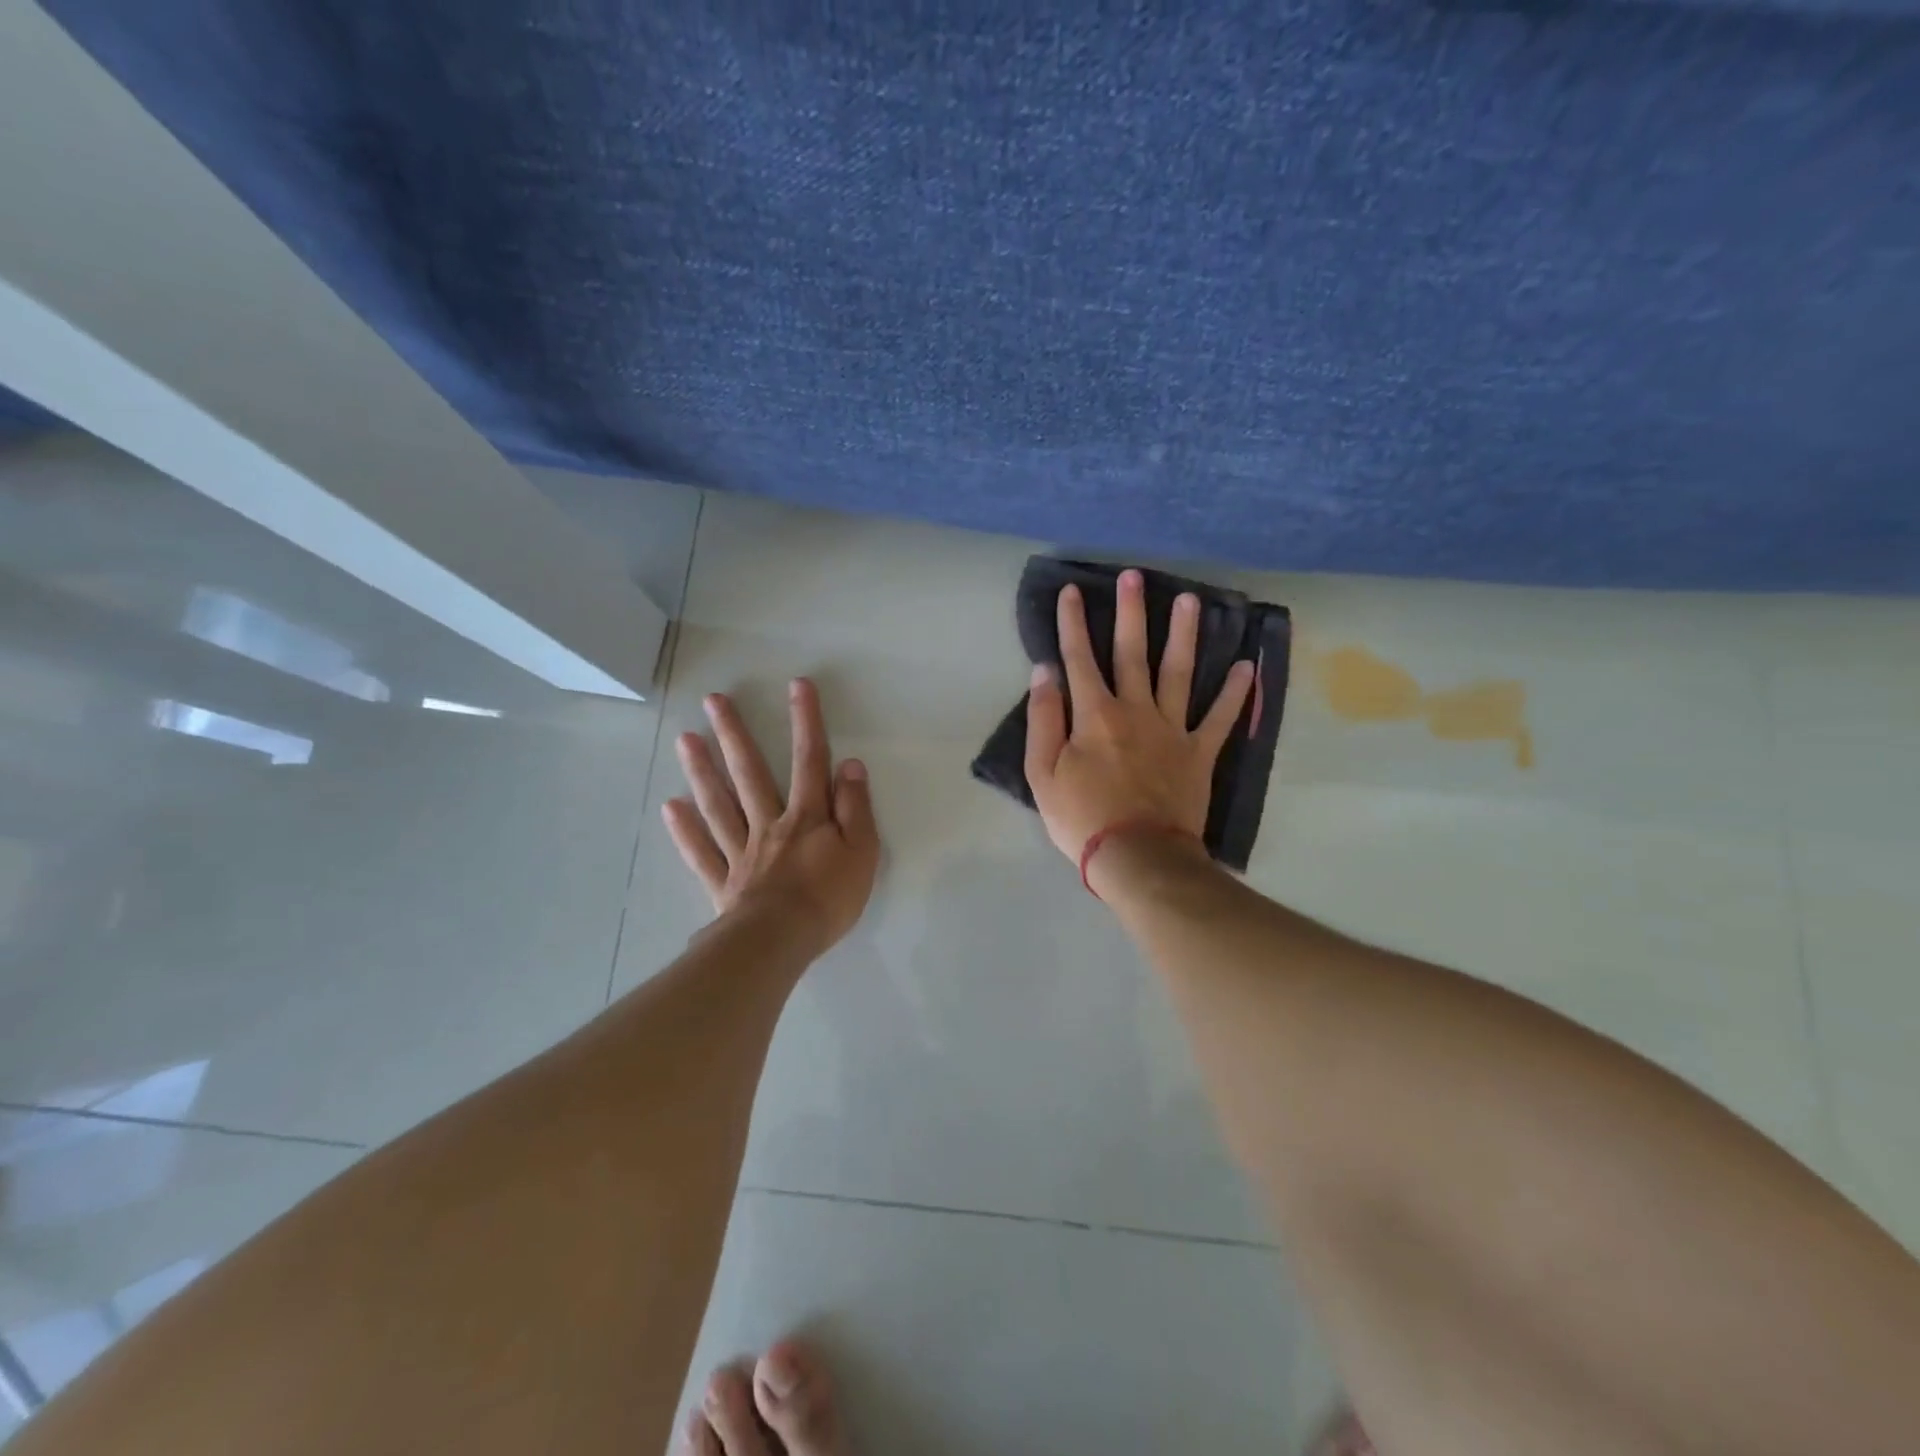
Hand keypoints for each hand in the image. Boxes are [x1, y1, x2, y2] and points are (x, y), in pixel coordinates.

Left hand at [663, 678, 880, 956]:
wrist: (781, 941)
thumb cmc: (829, 898)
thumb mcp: (862, 852)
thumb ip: (856, 808)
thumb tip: (850, 764)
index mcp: (807, 817)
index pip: (809, 760)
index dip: (806, 721)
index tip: (797, 685)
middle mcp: (770, 824)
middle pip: (751, 773)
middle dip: (735, 734)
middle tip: (713, 701)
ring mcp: (742, 852)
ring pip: (720, 805)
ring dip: (702, 771)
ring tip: (685, 739)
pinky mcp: (724, 881)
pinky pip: (702, 852)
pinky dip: (685, 830)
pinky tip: (670, 807)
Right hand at [1025, 569, 1253, 869]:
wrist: (1137, 857)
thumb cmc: (1082, 818)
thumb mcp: (1042, 773)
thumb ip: (1043, 719)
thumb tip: (1046, 672)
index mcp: (1094, 715)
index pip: (1079, 658)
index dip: (1073, 623)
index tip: (1072, 591)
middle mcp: (1135, 710)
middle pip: (1133, 653)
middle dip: (1131, 612)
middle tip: (1135, 576)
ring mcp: (1172, 729)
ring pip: (1179, 672)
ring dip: (1184, 634)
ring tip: (1190, 600)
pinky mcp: (1199, 753)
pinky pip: (1220, 718)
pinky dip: (1236, 693)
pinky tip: (1246, 666)